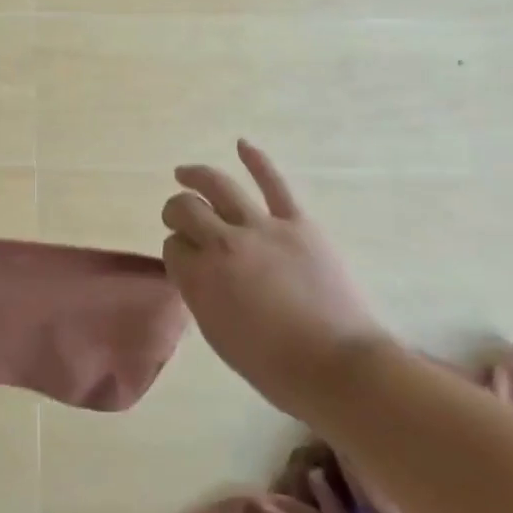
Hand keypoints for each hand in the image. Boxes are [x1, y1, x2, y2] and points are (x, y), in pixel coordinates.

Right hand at [162, 139, 388, 417]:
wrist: (340, 368)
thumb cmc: (274, 366)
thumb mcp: (218, 335)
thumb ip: (200, 294)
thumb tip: (196, 270)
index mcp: (199, 278)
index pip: (173, 247)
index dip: (176, 251)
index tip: (184, 259)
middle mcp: (222, 243)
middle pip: (186, 209)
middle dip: (176, 211)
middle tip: (178, 218)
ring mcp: (261, 228)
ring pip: (218, 186)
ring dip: (196, 176)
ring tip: (185, 173)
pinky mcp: (298, 223)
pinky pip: (274, 184)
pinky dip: (257, 160)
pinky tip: (242, 144)